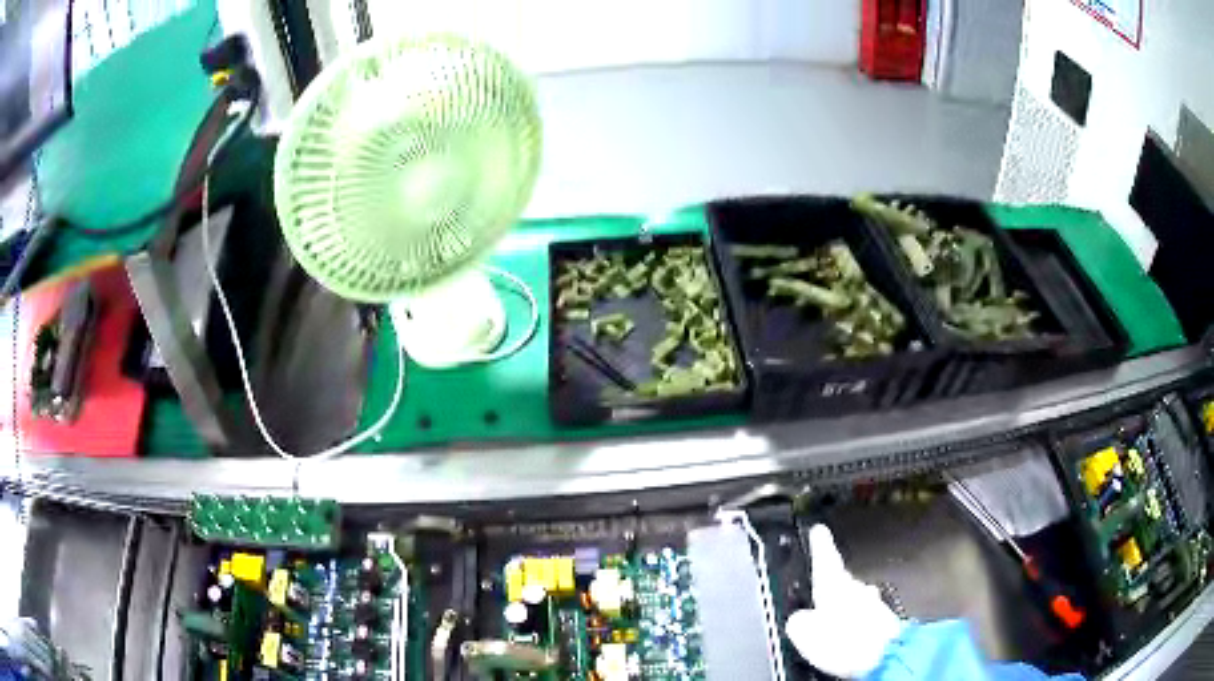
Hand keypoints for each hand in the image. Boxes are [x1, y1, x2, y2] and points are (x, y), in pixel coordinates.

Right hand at [786, 524, 905, 678]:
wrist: (886, 656)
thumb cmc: (846, 642)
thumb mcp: (804, 632)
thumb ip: (798, 621)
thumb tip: (798, 620)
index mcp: (836, 586)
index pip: (826, 559)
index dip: (821, 545)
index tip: (819, 530)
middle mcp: (858, 590)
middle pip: (843, 581)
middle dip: (832, 584)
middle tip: (820, 591)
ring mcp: (874, 606)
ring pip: (857, 600)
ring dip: (846, 608)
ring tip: (832, 623)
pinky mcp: (885, 623)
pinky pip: (866, 618)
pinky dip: (858, 624)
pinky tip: (851, 636)